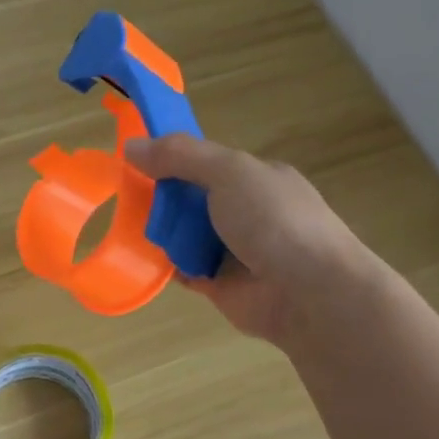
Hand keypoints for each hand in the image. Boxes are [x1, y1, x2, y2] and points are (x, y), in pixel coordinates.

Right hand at [125, 135, 379, 348]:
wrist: (309, 292)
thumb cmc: (274, 220)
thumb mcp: (229, 172)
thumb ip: (181, 156)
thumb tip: (131, 145)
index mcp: (255, 177)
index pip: (205, 161)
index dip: (172, 158)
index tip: (137, 159)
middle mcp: (245, 211)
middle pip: (190, 198)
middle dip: (162, 197)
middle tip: (129, 196)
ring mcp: (233, 249)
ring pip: (184, 234)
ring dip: (161, 231)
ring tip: (131, 227)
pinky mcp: (218, 284)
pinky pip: (183, 269)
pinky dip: (165, 265)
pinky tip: (143, 259)